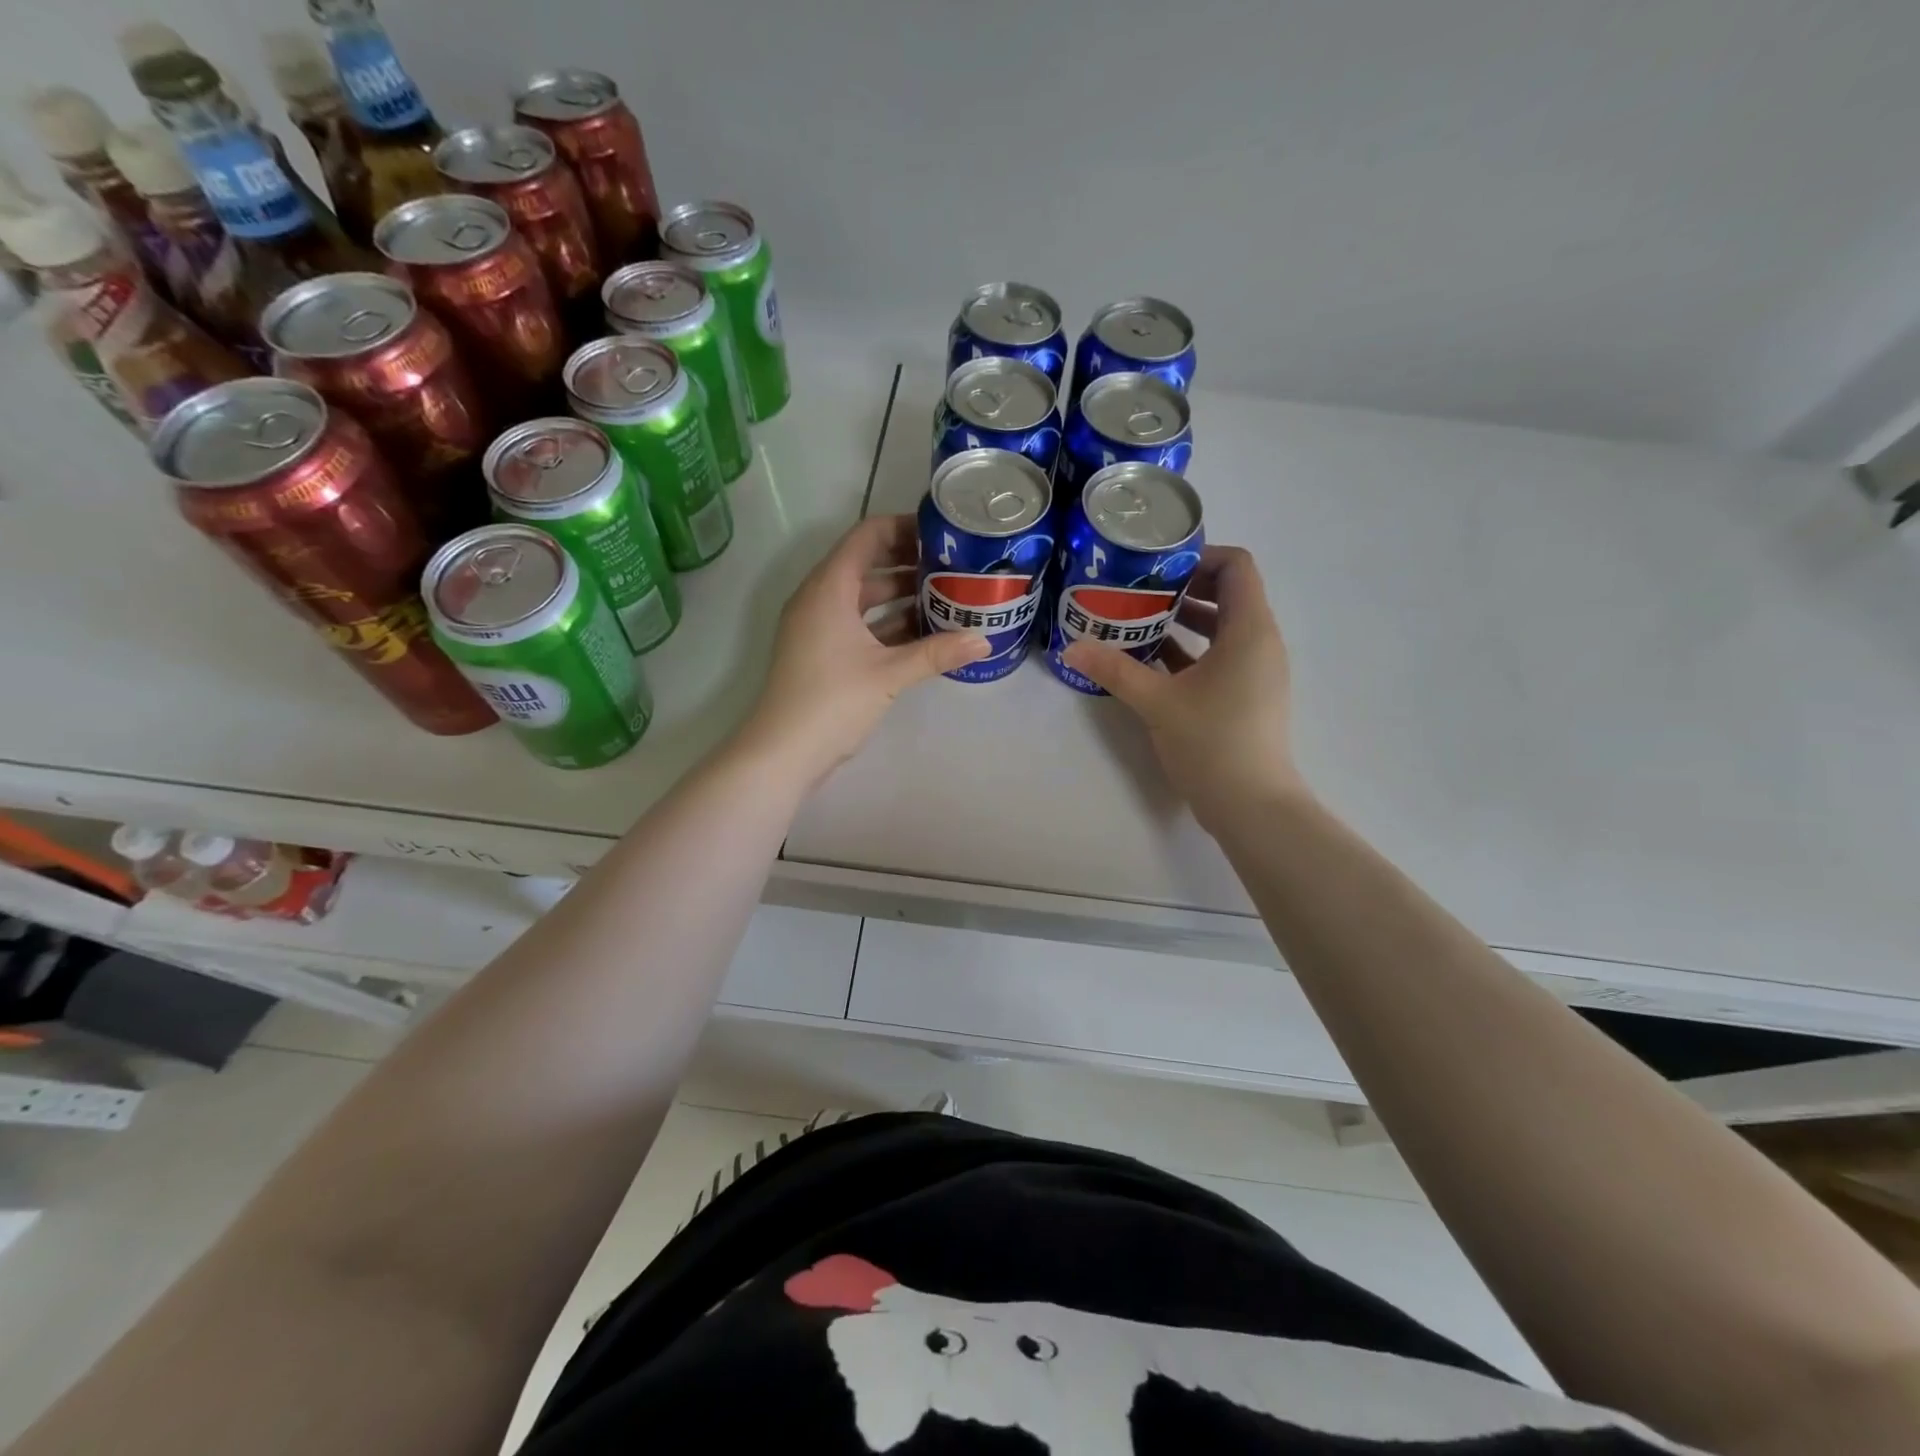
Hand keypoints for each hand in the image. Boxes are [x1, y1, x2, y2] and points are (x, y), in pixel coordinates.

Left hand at [739, 514, 988, 787]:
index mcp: (829, 588)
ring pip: (863, 597)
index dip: (903, 528)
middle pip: (866, 564)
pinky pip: (858, 623)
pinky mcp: (822, 652)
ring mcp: (818, 627)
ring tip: (946, 595)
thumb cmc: (832, 701)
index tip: (941, 534)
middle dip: (908, 562)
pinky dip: (887, 623)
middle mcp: (819, 598)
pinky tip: (923, 633)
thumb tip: (984, 641)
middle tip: (952, 565)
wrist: (783, 752)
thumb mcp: (889, 674)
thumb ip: (937, 653)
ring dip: (900, 595)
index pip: (866, 536)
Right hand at [1060, 546, 1303, 832]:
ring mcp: (1256, 671)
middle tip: (1137, 590)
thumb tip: (1071, 647)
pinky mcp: (1247, 695)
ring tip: (1137, 621)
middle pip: (1228, 593)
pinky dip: (1190, 650)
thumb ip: (1114, 670)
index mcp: (1249, 630)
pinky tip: (1151, 660)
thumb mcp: (1157, 702)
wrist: (1252, 806)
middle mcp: (1260, 642)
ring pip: (1222, 627)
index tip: (1156, 567)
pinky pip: (1220, 656)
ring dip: (1184, 620)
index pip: (1236, 566)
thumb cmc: (1212, 743)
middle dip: (1183, 587)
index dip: (1198, 556)